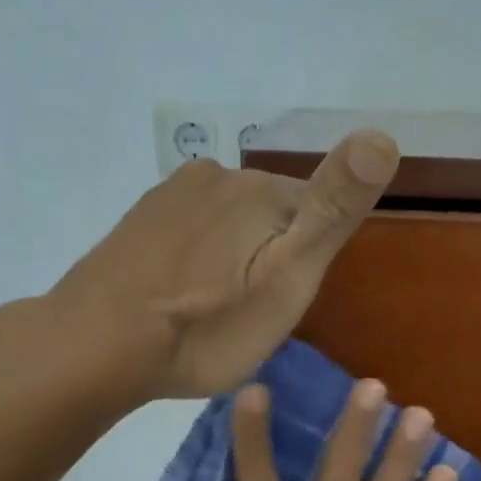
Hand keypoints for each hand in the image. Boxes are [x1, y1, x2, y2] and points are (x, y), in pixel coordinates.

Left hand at [54, 130, 397, 399]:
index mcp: (262, 189)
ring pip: (232, 222)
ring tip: (218, 308)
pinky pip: (193, 230)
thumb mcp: (288, 276)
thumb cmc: (206, 324)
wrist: (96, 346)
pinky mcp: (142, 218)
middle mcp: (218, 175)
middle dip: (274, 255)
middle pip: (274, 214)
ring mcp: (173, 194)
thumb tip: (383, 135)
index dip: (311, 260)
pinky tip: (183, 293)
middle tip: (254, 312)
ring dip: (236, 256)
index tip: (288, 300)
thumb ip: (333, 208)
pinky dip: (200, 257)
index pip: (316, 211)